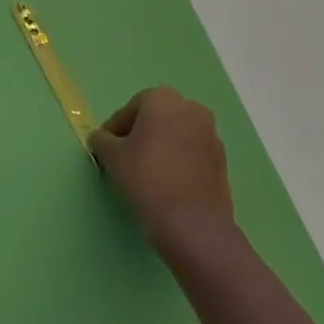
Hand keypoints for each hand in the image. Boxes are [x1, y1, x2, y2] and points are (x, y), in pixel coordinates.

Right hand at [90, 87, 234, 250]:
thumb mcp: (112, 157)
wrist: (192, 223)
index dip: (114, 129)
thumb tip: (102, 139)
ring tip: (144, 173)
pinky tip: (165, 183)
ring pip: (175, 135)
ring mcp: (211, 135)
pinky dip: (177, 161)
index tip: (104, 149)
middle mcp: (191, 109)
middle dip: (139, 134)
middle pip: (156, 118)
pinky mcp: (221, 161)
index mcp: (163, 99)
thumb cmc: (146, 178)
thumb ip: (102, 140)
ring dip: (159, 147)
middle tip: (123, 158)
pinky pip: (191, 154)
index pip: (130, 109)